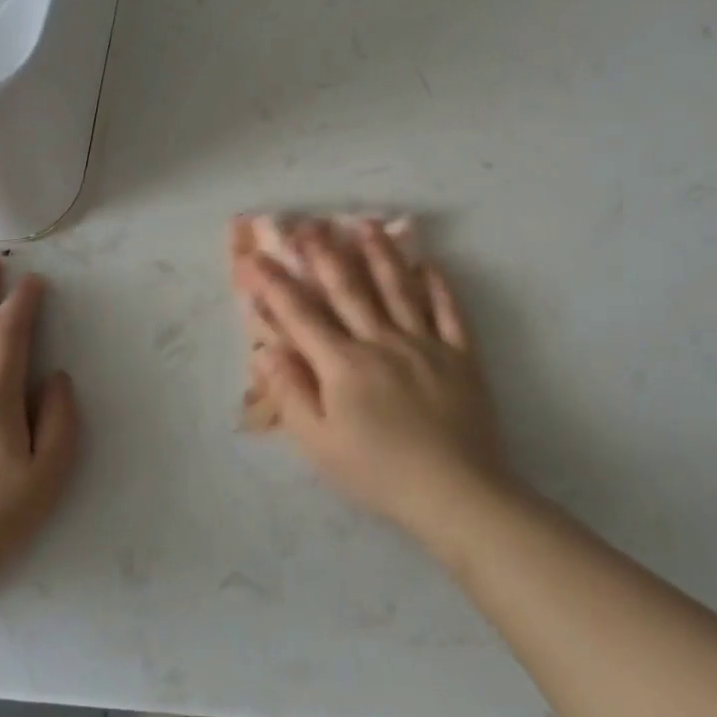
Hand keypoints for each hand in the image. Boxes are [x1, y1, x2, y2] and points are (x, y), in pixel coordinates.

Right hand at [237, 221, 509, 533]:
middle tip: (308, 224)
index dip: (275, 286)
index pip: (301, 316)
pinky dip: (437, 285)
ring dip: (379, 254)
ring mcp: (425, 344)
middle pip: (349, 289)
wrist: (455, 492)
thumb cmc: (378, 473)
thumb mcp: (319, 445)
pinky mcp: (460, 355)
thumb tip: (265, 350)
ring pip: (398, 288)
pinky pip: (448, 311)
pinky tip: (428, 264)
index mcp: (343, 365)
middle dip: (324, 254)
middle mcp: (381, 341)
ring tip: (365, 224)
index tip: (255, 259)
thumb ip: (291, 394)